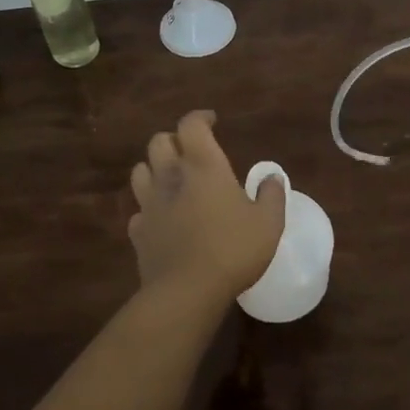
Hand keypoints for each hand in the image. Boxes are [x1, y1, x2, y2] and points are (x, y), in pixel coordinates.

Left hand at [128, 110, 286, 306]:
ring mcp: (149, 204)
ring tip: (171, 178)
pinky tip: (161, 218)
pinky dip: (148, 208)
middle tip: (191, 150)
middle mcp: (171, 177)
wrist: (186, 292)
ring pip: (140, 170)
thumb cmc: (232, 250)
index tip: (212, 121)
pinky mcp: (138, 232)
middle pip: (159, 141)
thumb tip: (272, 177)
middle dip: (174, 139)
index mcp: (203, 166)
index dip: (200, 118)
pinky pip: (138, 210)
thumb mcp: (268, 223)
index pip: (191, 125)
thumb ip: (272, 196)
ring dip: (154, 167)